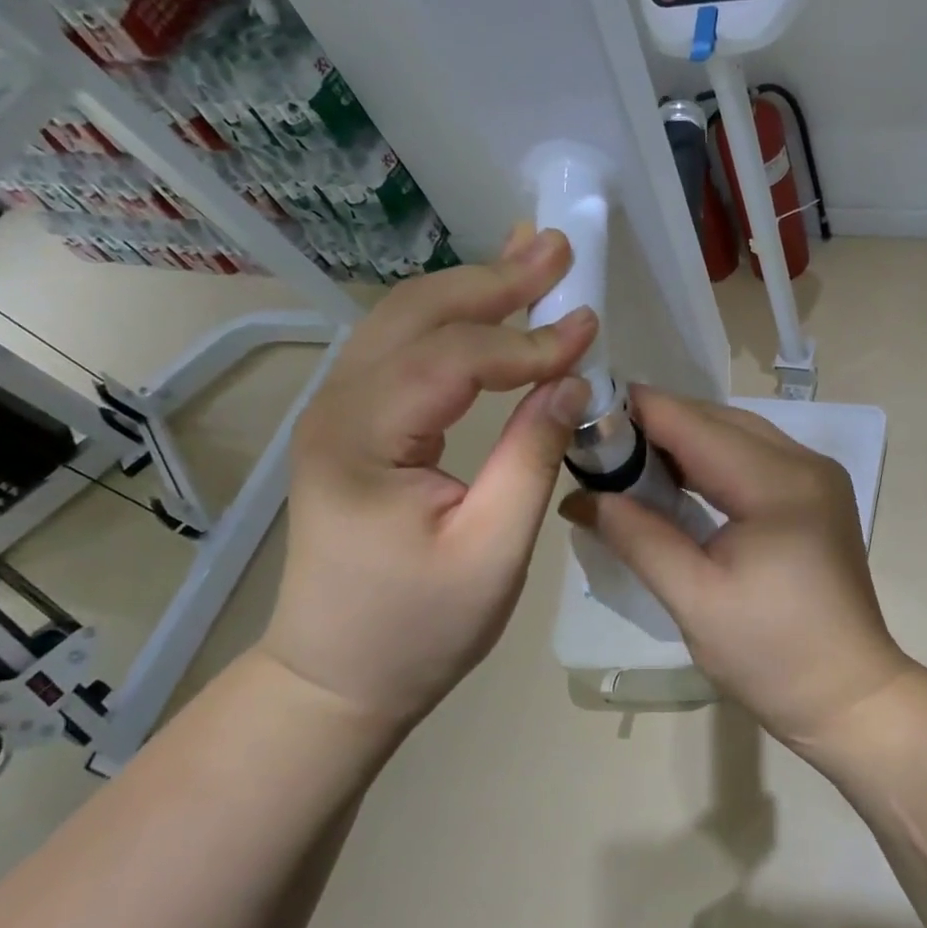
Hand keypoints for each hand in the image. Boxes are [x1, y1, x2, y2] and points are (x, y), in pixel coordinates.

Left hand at [261, 227, 596, 726]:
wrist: (337, 678)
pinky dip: (451, 323)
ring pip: (404, 323)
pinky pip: (402, 353)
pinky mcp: (351, 426)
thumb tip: (572, 382)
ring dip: (471, 290)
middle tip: (556, 249)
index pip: (454, 360)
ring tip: (529, 261)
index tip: (590, 329)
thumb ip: (533, 456)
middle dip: (493, 281)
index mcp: (362, 440)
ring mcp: (336, 414)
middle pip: (417, 316)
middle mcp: (336, 409)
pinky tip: (486, 308)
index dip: (527, 341)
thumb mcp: (493, 551)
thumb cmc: (418, 630)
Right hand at [559, 389, 910, 747]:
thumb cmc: (772, 656)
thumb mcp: (694, 599)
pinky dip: (710, 461)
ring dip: (683, 441)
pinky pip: (752, 458)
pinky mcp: (815, 496)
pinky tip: (676, 481)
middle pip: (717, 420)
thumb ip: (638, 538)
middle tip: (598, 446)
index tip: (583, 411)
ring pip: (736, 435)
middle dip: (657, 425)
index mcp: (778, 484)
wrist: (849, 695)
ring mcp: (816, 477)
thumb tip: (581, 498)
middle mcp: (804, 463)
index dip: (638, 411)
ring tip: (626, 462)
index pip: (694, 424)